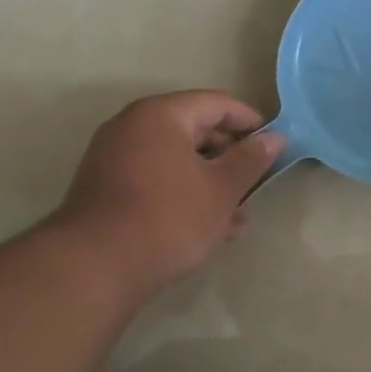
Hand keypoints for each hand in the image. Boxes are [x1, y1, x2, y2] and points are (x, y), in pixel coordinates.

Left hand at [50, 91, 282, 295]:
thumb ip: (251, 160)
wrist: (95, 267)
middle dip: (231, 156)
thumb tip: (274, 139)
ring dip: (212, 181)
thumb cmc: (169, 217)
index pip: (218, 103)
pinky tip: (210, 227)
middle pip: (196, 129)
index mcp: (161, 116)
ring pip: (178, 160)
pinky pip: (158, 180)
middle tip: (258, 182)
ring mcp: (115, 159)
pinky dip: (185, 194)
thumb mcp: (222, 189)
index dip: (251, 122)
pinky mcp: (108, 190)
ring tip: (239, 214)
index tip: (275, 147)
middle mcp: (133, 127)